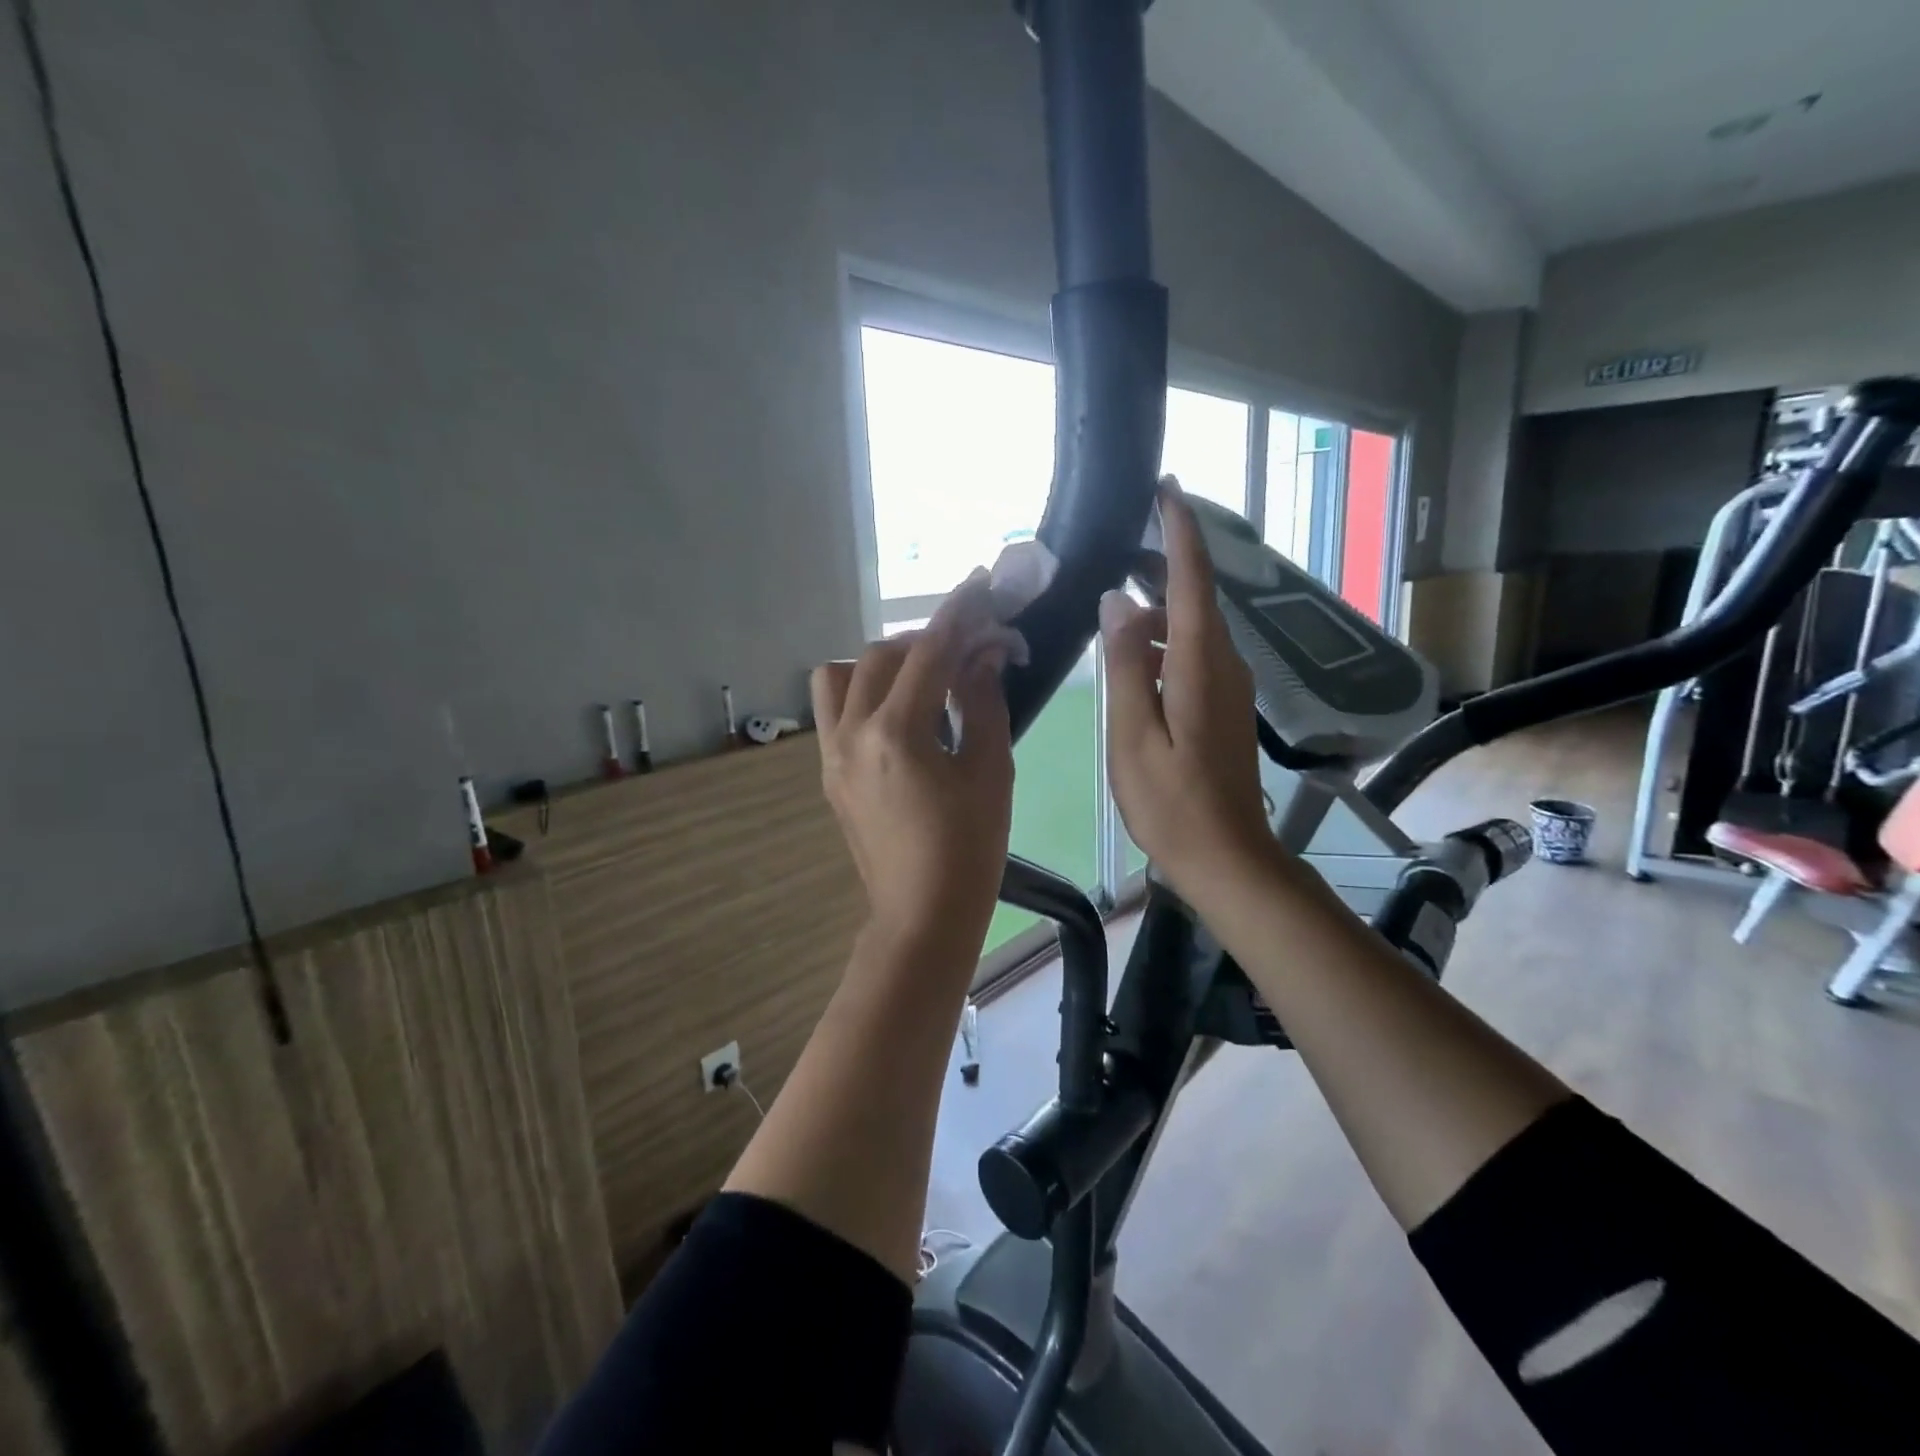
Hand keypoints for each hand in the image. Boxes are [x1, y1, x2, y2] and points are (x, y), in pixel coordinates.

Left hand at [812, 571, 1015, 948]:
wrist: (922, 914)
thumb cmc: (970, 849)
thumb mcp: (991, 772)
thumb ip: (984, 703)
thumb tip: (984, 656)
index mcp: (897, 733)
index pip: (929, 653)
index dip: (959, 613)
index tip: (981, 583)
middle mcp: (852, 733)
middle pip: (881, 656)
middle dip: (927, 639)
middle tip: (969, 646)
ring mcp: (833, 754)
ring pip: (841, 676)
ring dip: (883, 663)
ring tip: (923, 678)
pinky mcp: (830, 773)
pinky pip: (835, 711)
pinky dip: (865, 693)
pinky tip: (902, 713)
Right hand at [1100, 480, 1274, 903]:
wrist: (1228, 858)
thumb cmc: (1172, 804)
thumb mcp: (1133, 737)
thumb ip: (1125, 666)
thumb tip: (1118, 601)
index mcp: (1200, 665)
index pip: (1193, 580)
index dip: (1180, 531)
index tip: (1166, 489)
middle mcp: (1224, 665)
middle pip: (1196, 598)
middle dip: (1163, 565)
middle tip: (1118, 549)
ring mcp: (1229, 688)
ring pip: (1194, 627)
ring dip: (1159, 608)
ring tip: (1115, 608)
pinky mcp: (1224, 707)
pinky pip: (1194, 655)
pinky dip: (1165, 641)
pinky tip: (1134, 659)